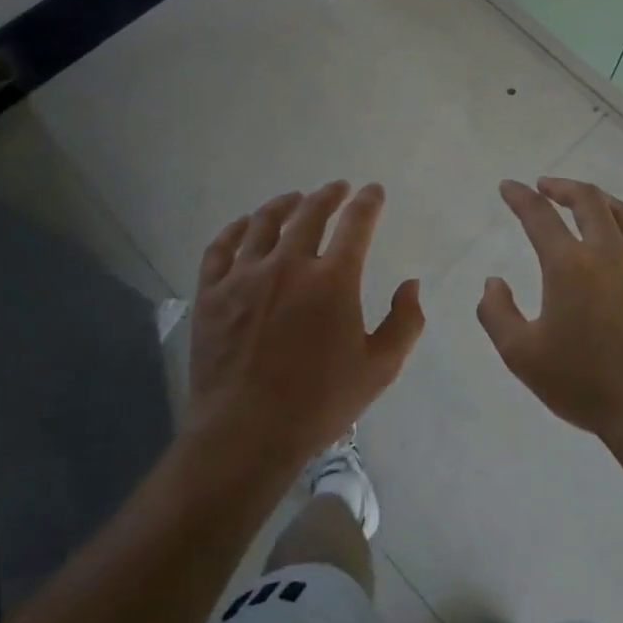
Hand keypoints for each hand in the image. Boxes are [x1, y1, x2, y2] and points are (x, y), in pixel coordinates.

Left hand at [184, 182, 423, 476]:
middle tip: (337, 189)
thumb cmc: (318, 404)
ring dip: (284, 204)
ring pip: (264, 223)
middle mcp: (288, 265)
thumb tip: (411, 285)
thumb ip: (404, 323)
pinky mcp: (211, 293)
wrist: (245, 433)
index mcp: (332, 280)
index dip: (368, 202)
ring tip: (294, 199)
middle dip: (328, 195)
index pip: (356, 223)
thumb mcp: (379, 369)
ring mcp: (244, 276)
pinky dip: (235, 229)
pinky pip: (221, 247)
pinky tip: (244, 225)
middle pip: (310, 213)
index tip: (373, 191)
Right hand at [478, 177, 622, 446]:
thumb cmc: (584, 383)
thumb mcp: (521, 354)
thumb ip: (497, 313)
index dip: (520, 197)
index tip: (509, 186)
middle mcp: (610, 253)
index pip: (539, 216)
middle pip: (589, 201)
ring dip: (600, 201)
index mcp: (570, 266)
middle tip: (546, 186)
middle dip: (563, 187)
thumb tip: (492, 283)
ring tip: (586, 201)